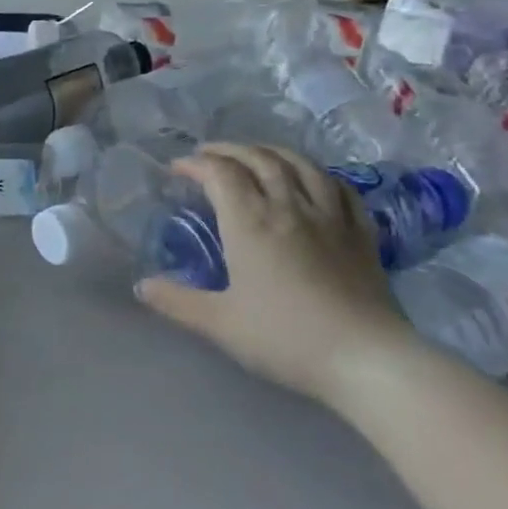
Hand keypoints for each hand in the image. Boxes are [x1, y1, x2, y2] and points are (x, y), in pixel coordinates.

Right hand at [135, 145, 411, 407]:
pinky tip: (311, 179)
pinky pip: (339, 186)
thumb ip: (177, 301)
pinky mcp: (360, 232)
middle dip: (229, 150)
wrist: (366, 358)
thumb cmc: (285, 338)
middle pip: (259, 159)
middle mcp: (289, 207)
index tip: (177, 168)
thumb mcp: (219, 323)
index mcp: (251, 223)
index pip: (221, 174)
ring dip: (271, 151)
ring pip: (299, 164)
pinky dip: (316, 173)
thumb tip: (141, 285)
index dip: (196, 164)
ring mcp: (330, 216)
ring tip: (254, 155)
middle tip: (207, 155)